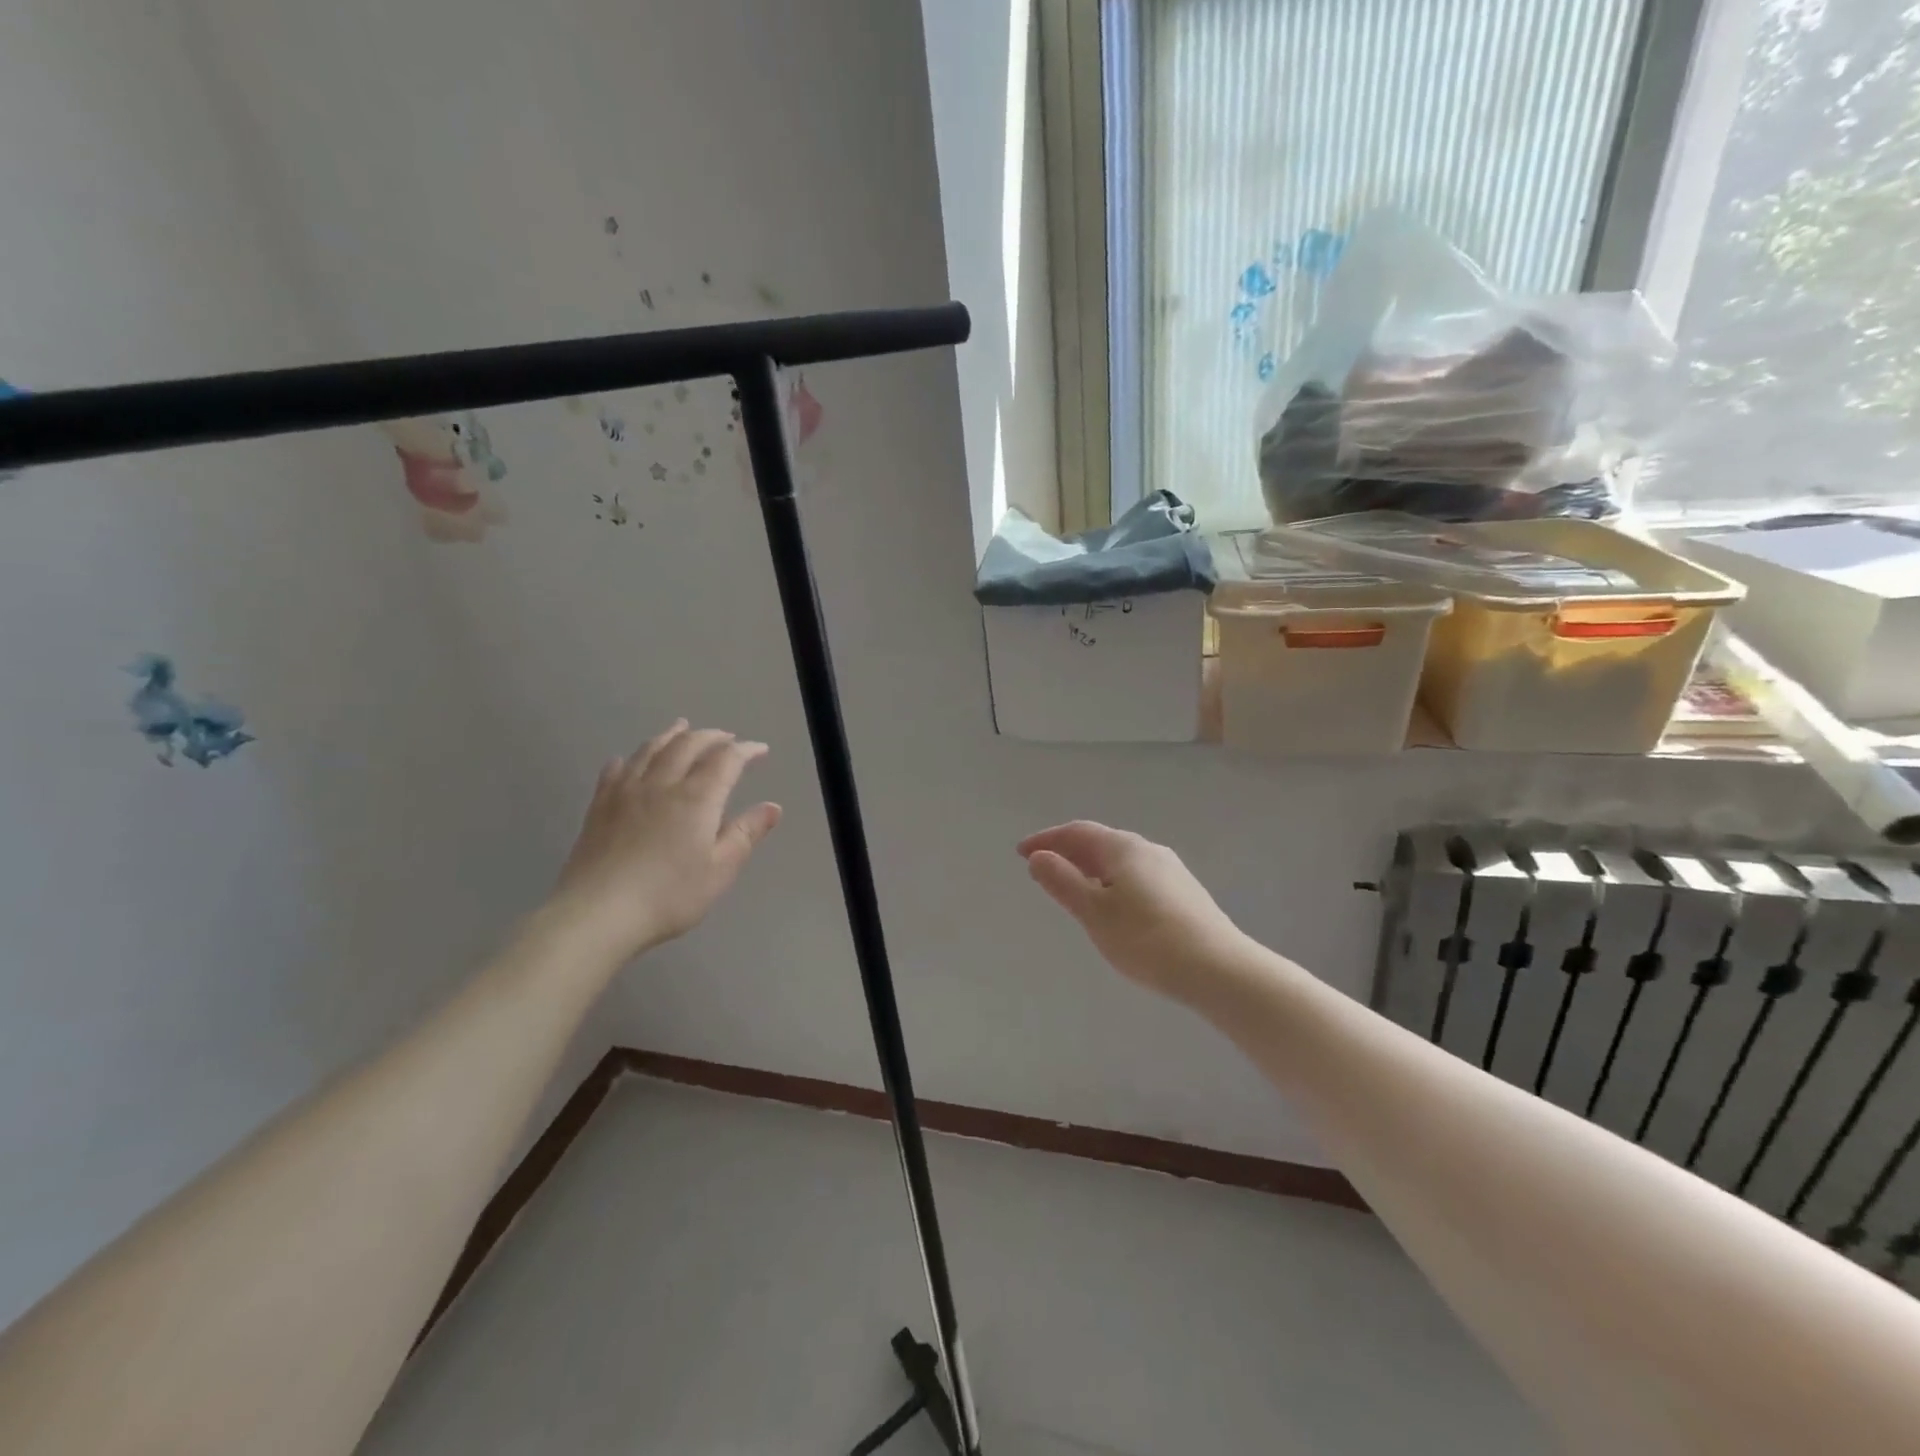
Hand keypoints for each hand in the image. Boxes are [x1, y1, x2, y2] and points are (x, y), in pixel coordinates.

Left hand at [550, 721, 782, 961]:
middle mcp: (662, 784)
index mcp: (697, 798)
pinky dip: (630, 758)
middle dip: (711, 737)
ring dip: (671, 735)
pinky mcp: (599, 806)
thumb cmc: (669, 895)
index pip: (726, 760)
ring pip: (651, 750)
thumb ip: (746, 834)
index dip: (745, 750)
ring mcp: (626, 792)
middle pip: (688, 745)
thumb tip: (773, 807)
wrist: (598, 913)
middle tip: (726, 737)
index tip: (760, 749)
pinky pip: (616, 770)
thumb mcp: (720, 870)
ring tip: (682, 728)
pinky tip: (629, 759)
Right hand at [1018, 821, 1248, 1004]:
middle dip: (1068, 852)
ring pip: (1120, 860)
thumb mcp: (1094, 913)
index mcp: (1123, 848)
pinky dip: (1111, 881)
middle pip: (1100, 842)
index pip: (1077, 832)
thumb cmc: (1147, 940)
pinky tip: (1112, 905)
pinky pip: (1136, 875)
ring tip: (1072, 887)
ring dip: (1090, 867)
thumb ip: (1063, 882)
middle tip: (1042, 869)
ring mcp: (1171, 870)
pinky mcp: (1184, 893)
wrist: (1219, 970)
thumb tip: (1038, 857)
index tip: (1021, 853)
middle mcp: (1148, 849)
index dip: (1047, 839)